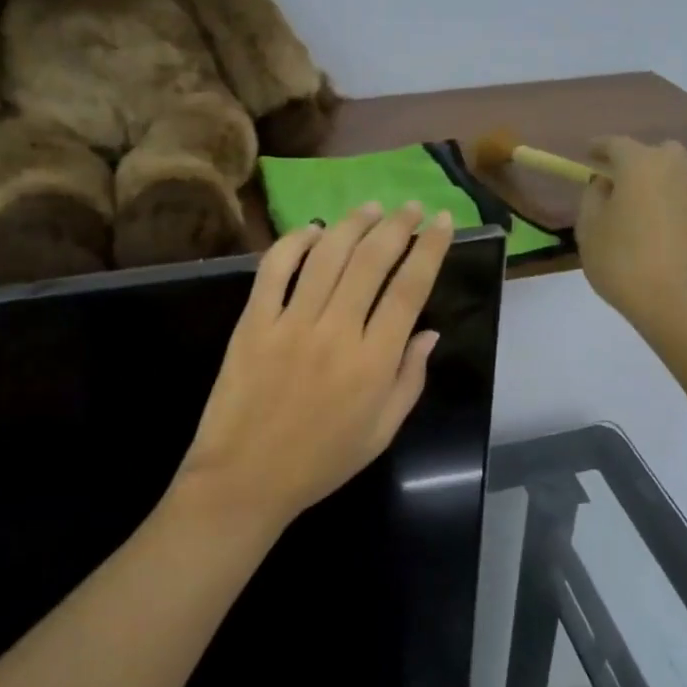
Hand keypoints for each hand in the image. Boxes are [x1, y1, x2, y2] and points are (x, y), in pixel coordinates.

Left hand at [173, 202, 453, 532]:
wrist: (245, 480)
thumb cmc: (320, 462)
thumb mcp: (381, 432)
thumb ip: (410, 379)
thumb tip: (430, 332)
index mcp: (374, 362)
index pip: (410, 289)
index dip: (430, 249)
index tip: (441, 222)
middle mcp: (336, 332)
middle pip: (372, 261)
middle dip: (397, 225)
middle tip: (409, 206)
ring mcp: (291, 323)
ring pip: (328, 256)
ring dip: (353, 224)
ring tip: (370, 208)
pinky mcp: (253, 323)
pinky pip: (274, 269)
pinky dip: (294, 242)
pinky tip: (312, 231)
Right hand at [576, 137, 686, 329]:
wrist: (677, 301)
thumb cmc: (623, 261)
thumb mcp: (589, 228)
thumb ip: (592, 197)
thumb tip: (604, 183)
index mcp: (640, 164)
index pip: (616, 144)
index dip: (598, 147)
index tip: (586, 153)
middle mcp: (673, 167)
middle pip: (652, 151)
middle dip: (632, 160)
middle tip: (613, 180)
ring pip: (670, 171)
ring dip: (651, 178)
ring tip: (630, 203)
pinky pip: (680, 193)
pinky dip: (664, 197)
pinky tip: (649, 220)